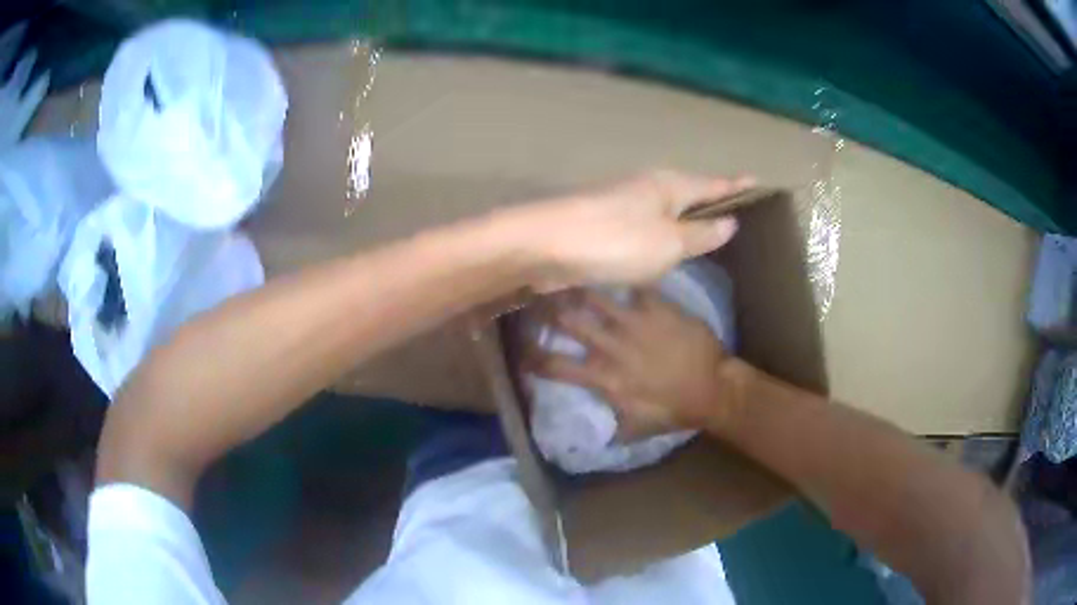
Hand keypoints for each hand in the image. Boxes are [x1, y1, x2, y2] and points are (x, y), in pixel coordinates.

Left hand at [516, 171, 751, 290]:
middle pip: (689, 193)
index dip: (735, 185)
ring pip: (665, 210)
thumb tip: (730, 222)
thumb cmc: (615, 241)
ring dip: (684, 218)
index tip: (756, 180)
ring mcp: (623, 204)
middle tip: (735, 211)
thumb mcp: (669, 243)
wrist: (546, 245)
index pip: (712, 185)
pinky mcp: (604, 224)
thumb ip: (700, 234)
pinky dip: (660, 235)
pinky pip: (645, 228)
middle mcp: (647, 188)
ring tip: (706, 231)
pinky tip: (664, 250)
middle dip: (710, 200)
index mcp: (669, 186)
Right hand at [526, 289, 745, 438]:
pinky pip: (634, 285)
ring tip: (565, 274)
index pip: (556, 367)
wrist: (713, 388)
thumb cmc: (674, 410)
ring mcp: (635, 323)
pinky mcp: (657, 307)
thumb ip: (610, 429)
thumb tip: (590, 439)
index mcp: (603, 378)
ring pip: (596, 297)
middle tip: (534, 297)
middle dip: (546, 309)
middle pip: (569, 322)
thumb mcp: (636, 428)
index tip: (519, 350)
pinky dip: (621, 278)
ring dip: (578, 287)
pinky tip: (613, 266)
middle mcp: (612, 346)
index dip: (532, 358)